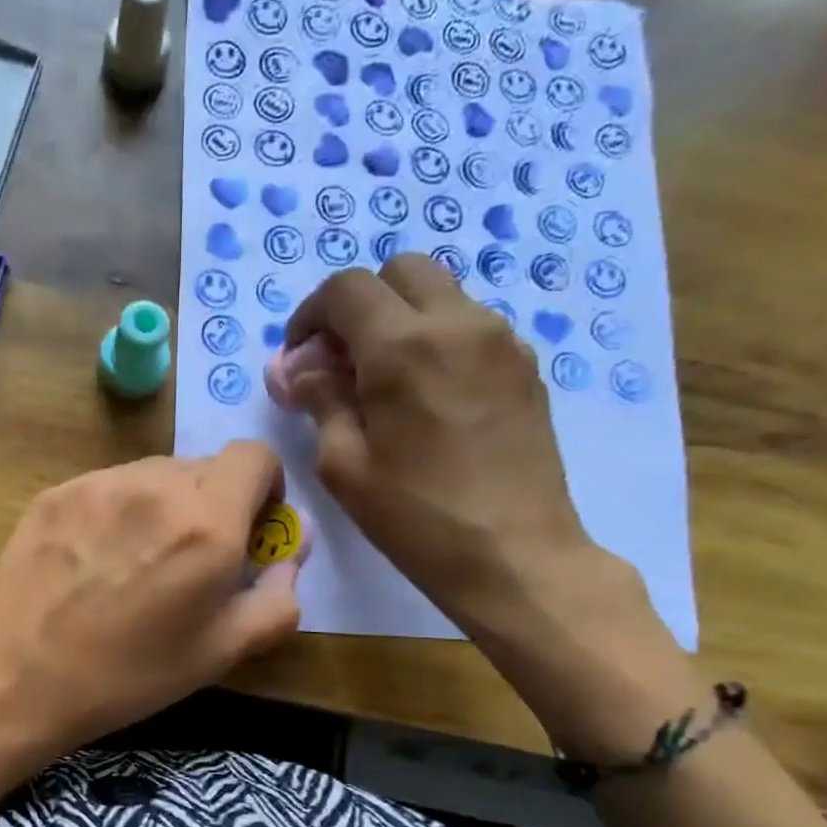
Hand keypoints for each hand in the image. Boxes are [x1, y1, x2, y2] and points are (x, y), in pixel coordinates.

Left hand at [0, 444, 302, 756]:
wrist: (15, 676)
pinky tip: (95, 560)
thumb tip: (293, 551)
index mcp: (207, 523)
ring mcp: (100, 483)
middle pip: (206, 466)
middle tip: (192, 558)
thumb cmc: (128, 675)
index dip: (264, 485)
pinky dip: (121, 510)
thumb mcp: (221, 653)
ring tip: (138, 561)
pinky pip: (110, 486)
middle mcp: (156, 485)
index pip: (255, 455)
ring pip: (156, 473)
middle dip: (216, 502)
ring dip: (167, 505)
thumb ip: (278, 598)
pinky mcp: (58, 491)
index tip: (251, 526)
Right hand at [269, 255, 592, 629]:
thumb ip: (320, 401)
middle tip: (342, 360)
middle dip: (360, 304)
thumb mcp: (344, 465)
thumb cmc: (415, 516)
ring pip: (440, 294)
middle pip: (400, 271)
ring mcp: (501, 341)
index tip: (300, 356)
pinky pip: (470, 326)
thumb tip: (300, 369)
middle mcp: (458, 324)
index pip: (346, 289)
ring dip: (400, 319)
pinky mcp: (526, 365)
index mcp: (403, 347)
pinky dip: (437, 340)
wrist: (515, 554)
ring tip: (384, 382)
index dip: (311, 315)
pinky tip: (427, 397)